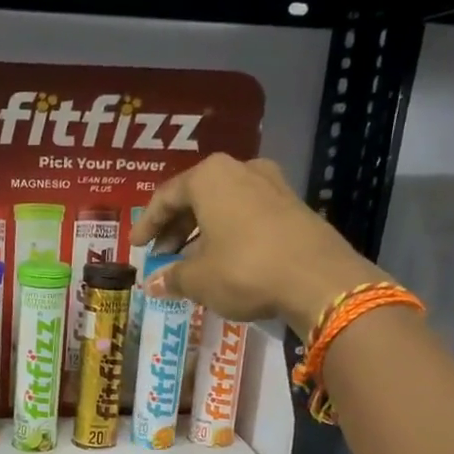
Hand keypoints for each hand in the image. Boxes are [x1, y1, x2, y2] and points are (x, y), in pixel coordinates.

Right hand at [133, 154, 380, 329]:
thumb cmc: (244, 270)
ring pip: (223, 206)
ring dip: (201, 232)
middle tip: (161, 256)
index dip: (146, 224)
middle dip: (175, 229)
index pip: (165, 197)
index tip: (135, 246)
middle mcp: (241, 170)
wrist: (318, 280)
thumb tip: (152, 283)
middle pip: (196, 198)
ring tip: (189, 262)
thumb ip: (172, 277)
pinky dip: (227, 234)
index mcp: (210, 177)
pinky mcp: (293, 206)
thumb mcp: (198, 279)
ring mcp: (272, 185)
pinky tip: (222, 261)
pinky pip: (247, 215)